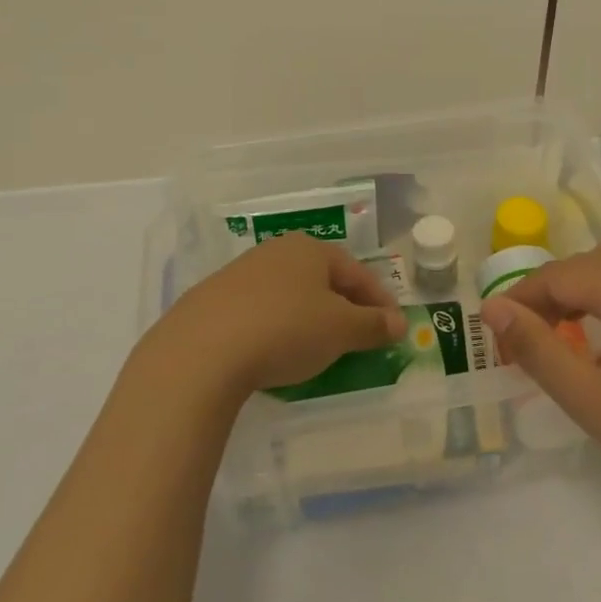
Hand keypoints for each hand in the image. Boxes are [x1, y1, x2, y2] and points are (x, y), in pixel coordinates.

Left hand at [143, 233, 405, 403]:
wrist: (200, 351)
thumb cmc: (285, 330)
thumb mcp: (340, 330)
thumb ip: (373, 325)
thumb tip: (399, 322)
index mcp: (310, 249)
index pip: (357, 272)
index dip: (380, 301)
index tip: (393, 328)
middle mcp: (275, 252)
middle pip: (322, 280)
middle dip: (345, 307)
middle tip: (360, 336)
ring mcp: (239, 274)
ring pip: (290, 294)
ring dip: (310, 317)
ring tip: (319, 347)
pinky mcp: (212, 301)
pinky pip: (260, 312)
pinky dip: (277, 328)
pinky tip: (275, 352)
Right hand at [478, 221, 600, 533]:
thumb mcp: (587, 397)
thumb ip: (535, 347)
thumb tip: (492, 307)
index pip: (557, 277)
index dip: (523, 300)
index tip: (501, 332)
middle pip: (590, 260)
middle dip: (555, 291)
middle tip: (537, 336)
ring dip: (598, 266)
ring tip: (584, 308)